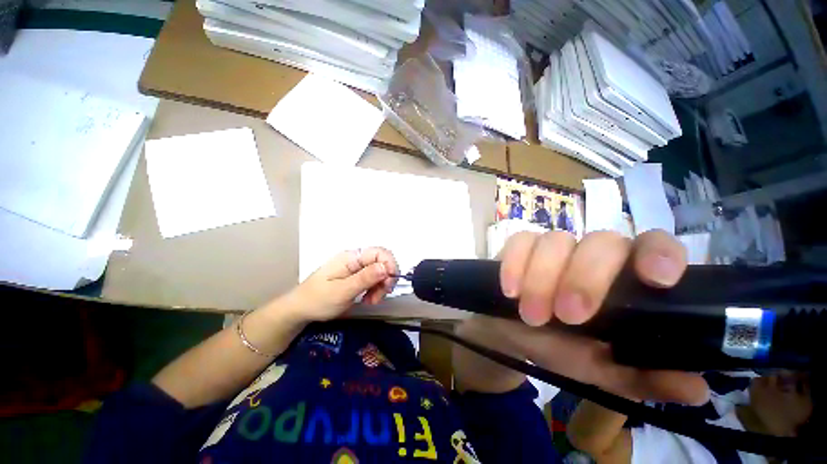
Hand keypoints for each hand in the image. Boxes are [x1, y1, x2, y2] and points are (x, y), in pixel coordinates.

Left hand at [280, 247, 398, 322]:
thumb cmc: (318, 300)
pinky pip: (373, 279)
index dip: (390, 265)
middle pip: (382, 262)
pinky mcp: (356, 276)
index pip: (379, 252)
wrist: (300, 309)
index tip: (389, 283)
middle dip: (386, 279)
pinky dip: (375, 289)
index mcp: (351, 257)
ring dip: (381, 286)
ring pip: (380, 271)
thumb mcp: (342, 291)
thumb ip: (365, 278)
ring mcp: (356, 267)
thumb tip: (386, 267)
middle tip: (380, 296)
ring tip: (372, 301)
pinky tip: (369, 299)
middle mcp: (355, 259)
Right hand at [455, 230, 709, 404]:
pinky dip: (514, 265)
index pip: (652, 246)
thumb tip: (695, 390)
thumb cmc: (558, 348)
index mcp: (623, 278)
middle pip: (600, 242)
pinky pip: (519, 242)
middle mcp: (590, 255)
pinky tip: (510, 291)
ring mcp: (552, 247)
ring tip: (532, 316)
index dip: (659, 254)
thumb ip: (641, 377)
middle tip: (568, 317)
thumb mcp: (600, 369)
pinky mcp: (519, 246)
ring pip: (555, 241)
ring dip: (542, 279)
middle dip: (584, 279)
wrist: (510, 333)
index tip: (657, 280)